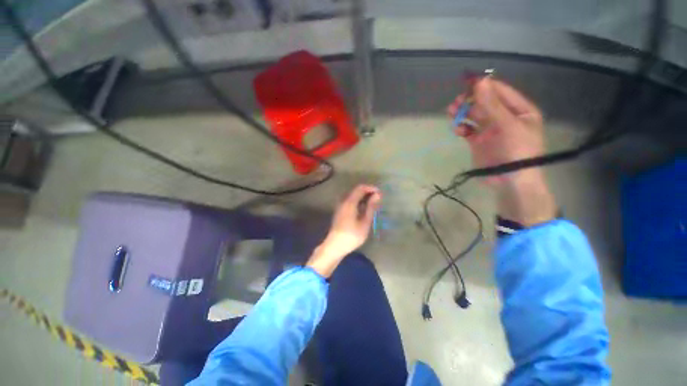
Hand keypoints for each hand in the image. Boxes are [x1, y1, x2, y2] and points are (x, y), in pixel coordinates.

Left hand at [306, 185, 381, 277]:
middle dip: (368, 192)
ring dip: (363, 197)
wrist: (334, 246)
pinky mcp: (340, 211)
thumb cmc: (352, 236)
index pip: (360, 188)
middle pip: (356, 190)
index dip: (371, 188)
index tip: (380, 194)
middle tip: (378, 200)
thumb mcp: (365, 222)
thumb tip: (377, 195)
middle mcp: (343, 201)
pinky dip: (358, 202)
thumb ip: (371, 207)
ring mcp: (340, 206)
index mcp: (349, 202)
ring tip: (373, 204)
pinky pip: (350, 201)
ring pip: (353, 196)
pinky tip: (364, 209)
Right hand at [447, 78, 544, 185]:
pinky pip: (468, 130)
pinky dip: (461, 128)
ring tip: (451, 111)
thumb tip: (479, 81)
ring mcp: (490, 130)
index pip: (500, 92)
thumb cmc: (516, 150)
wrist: (510, 181)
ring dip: (463, 113)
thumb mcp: (507, 125)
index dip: (485, 86)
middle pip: (485, 103)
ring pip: (474, 116)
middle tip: (457, 101)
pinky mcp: (478, 142)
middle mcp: (504, 117)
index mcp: (519, 110)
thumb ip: (492, 104)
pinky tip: (457, 129)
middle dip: (471, 101)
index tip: (468, 82)